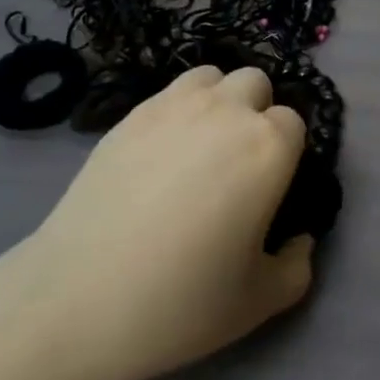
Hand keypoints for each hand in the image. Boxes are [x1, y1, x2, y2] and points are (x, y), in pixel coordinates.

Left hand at [9, 66, 313, 379]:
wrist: (78, 299)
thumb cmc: (180, 302)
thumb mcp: (259, 303)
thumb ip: (297, 266)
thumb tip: (301, 239)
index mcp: (267, 147)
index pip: (294, 123)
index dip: (286, 154)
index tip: (270, 188)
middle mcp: (227, 110)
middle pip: (256, 84)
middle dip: (255, 113)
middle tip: (237, 164)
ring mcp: (174, 105)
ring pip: (213, 76)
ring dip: (218, 100)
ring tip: (201, 147)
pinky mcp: (132, 112)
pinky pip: (170, 92)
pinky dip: (178, 110)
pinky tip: (161, 154)